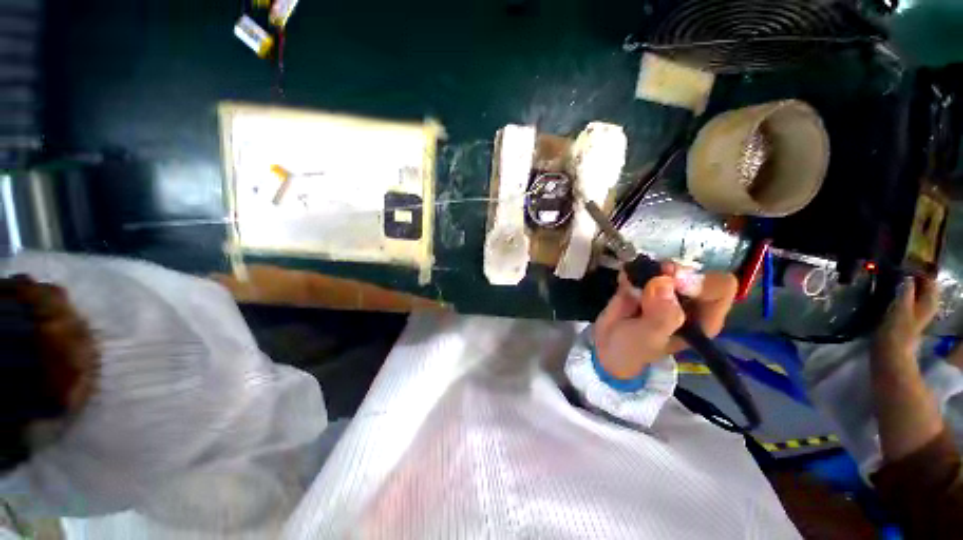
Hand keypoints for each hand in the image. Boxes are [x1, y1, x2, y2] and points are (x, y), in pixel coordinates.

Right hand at [593, 263, 737, 379]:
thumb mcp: (647, 339)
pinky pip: (643, 265)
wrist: (606, 345)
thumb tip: (664, 282)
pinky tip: (624, 280)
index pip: (721, 287)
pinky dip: (633, 269)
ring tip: (633, 283)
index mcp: (702, 318)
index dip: (699, 281)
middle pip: (694, 271)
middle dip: (671, 272)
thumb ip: (660, 316)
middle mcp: (690, 300)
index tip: (673, 281)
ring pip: (668, 265)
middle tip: (652, 277)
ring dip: (649, 269)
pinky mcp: (645, 282)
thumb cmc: (632, 349)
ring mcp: (667, 289)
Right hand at [873, 276, 937, 364]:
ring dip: (906, 284)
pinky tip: (892, 290)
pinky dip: (902, 292)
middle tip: (898, 268)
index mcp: (930, 301)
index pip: (929, 278)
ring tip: (893, 276)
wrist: (890, 352)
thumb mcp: (901, 308)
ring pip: (915, 291)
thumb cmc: (897, 330)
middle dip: (913, 276)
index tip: (904, 263)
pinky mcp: (908, 316)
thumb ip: (906, 291)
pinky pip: (908, 298)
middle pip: (923, 285)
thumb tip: (907, 276)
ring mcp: (918, 311)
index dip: (918, 269)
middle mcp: (928, 305)